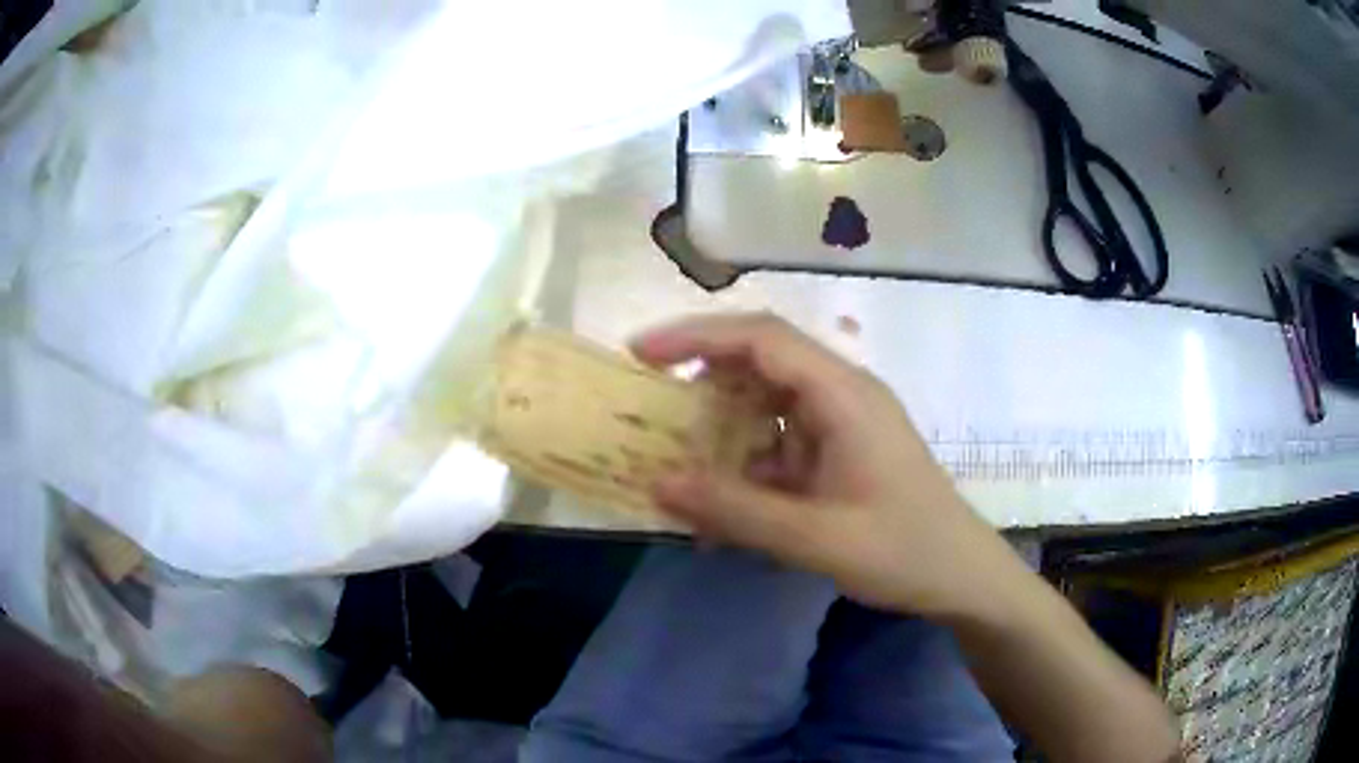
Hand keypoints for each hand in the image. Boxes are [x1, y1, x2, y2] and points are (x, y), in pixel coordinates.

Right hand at [631, 313, 1019, 617]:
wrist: (962, 576)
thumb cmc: (901, 552)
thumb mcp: (813, 537)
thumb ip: (734, 510)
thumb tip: (657, 483)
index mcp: (843, 395)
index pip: (761, 338)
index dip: (695, 337)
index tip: (641, 354)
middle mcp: (843, 393)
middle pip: (762, 360)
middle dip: (702, 376)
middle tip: (651, 406)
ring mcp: (845, 421)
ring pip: (770, 400)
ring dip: (724, 421)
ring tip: (679, 453)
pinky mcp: (844, 449)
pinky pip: (785, 437)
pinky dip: (749, 457)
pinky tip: (726, 496)